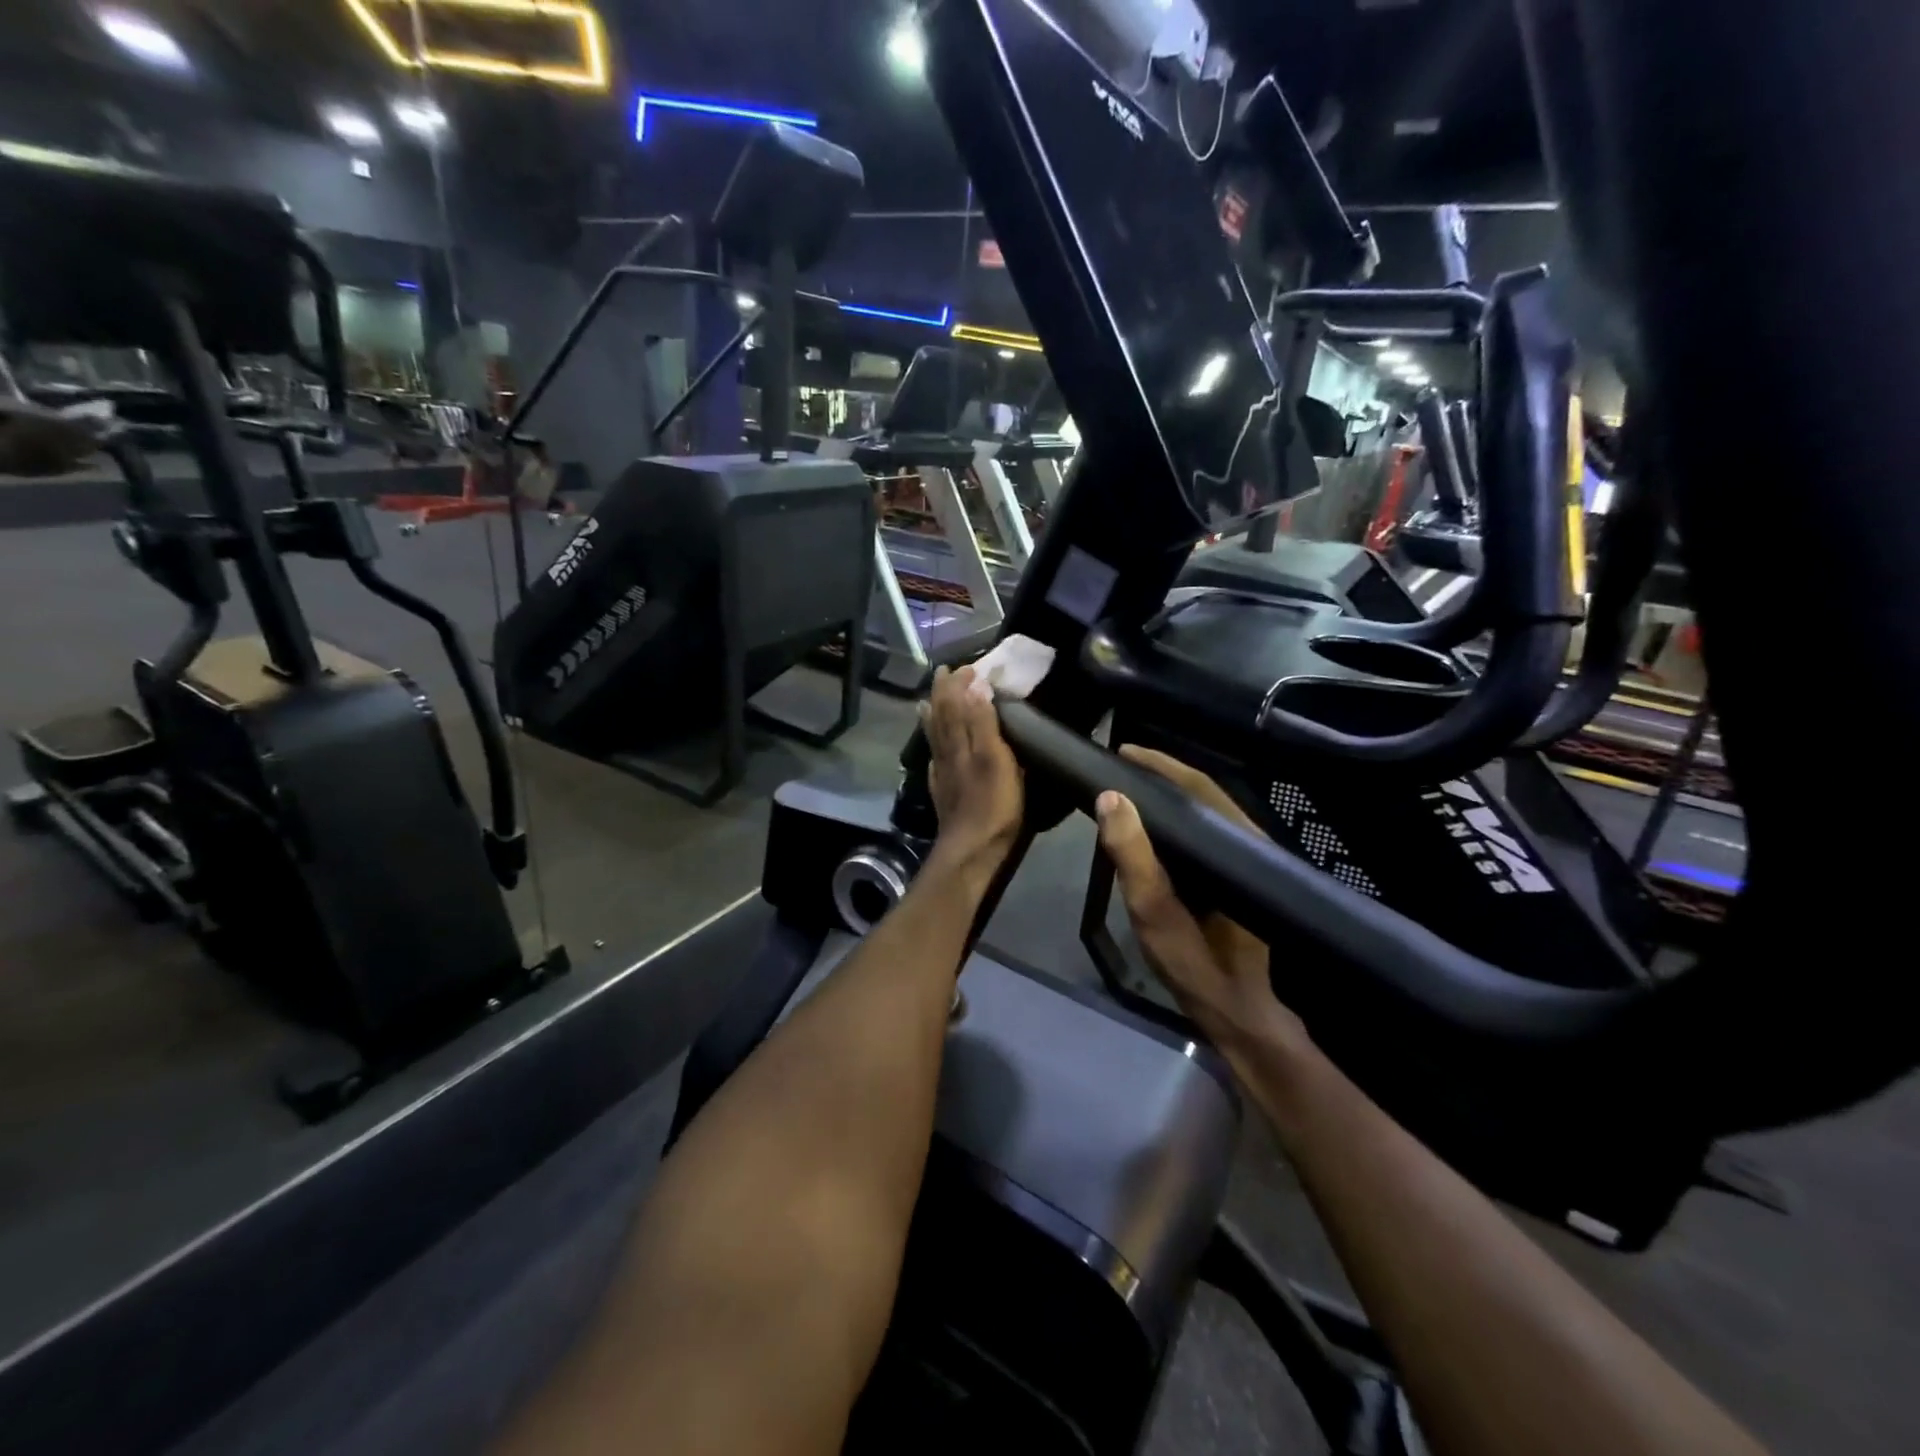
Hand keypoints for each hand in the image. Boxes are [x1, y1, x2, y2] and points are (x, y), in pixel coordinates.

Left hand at [922, 666, 1023, 880]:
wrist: (972, 848)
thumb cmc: (993, 804)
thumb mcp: (996, 759)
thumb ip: (984, 723)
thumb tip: (975, 687)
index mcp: (962, 742)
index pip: (956, 704)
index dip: (959, 685)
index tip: (967, 666)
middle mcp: (948, 753)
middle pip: (941, 717)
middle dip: (942, 693)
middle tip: (943, 673)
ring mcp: (943, 773)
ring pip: (935, 737)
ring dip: (933, 715)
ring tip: (927, 700)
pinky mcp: (944, 791)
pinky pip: (935, 759)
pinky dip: (934, 746)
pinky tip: (934, 747)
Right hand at [1095, 746, 1308, 1055]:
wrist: (1240, 1016)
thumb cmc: (1198, 967)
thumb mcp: (1156, 914)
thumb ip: (1133, 857)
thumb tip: (1111, 797)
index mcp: (1238, 847)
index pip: (1198, 787)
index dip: (1160, 765)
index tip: (1122, 752)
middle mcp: (1250, 844)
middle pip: (1205, 794)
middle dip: (1162, 773)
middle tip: (1119, 765)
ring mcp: (1248, 861)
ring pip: (1207, 811)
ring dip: (1170, 794)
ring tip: (1129, 785)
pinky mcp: (1239, 877)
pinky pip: (1206, 832)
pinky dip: (1178, 818)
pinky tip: (1152, 823)